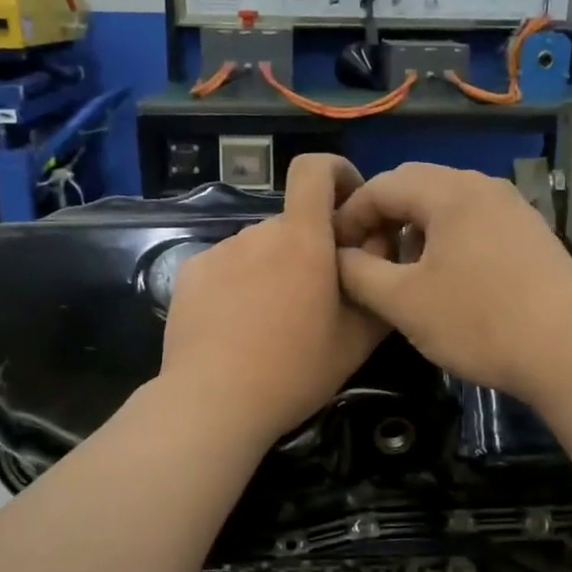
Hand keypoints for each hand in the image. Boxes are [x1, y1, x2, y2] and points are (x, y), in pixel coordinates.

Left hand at [161, 154, 389, 444]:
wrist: (212, 402)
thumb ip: (376, 284)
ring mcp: (219, 251)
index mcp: (303, 239)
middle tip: (316, 299)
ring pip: (259, 247)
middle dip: (310, 247)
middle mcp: (259, 232)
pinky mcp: (191, 273)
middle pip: (293, 222)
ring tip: (273, 322)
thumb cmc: (294, 371)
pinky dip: (239, 284)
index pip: (314, 169)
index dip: (336, 173)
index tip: (348, 206)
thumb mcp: (357, 339)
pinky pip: (227, 266)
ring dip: (273, 268)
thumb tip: (381, 248)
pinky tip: (236, 327)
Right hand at [333, 163, 571, 401]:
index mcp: (449, 192)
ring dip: (415, 229)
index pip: (381, 185)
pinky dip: (447, 239)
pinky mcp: (531, 233)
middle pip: (415, 186)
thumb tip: (339, 257)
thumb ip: (358, 273)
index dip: (350, 215)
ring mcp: (513, 207)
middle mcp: (483, 185)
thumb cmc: (478, 322)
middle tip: (367, 259)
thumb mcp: (403, 303)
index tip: (335, 251)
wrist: (571, 351)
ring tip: (403, 271)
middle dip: (382, 218)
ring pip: (447, 204)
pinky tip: (447, 278)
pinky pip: (475, 221)